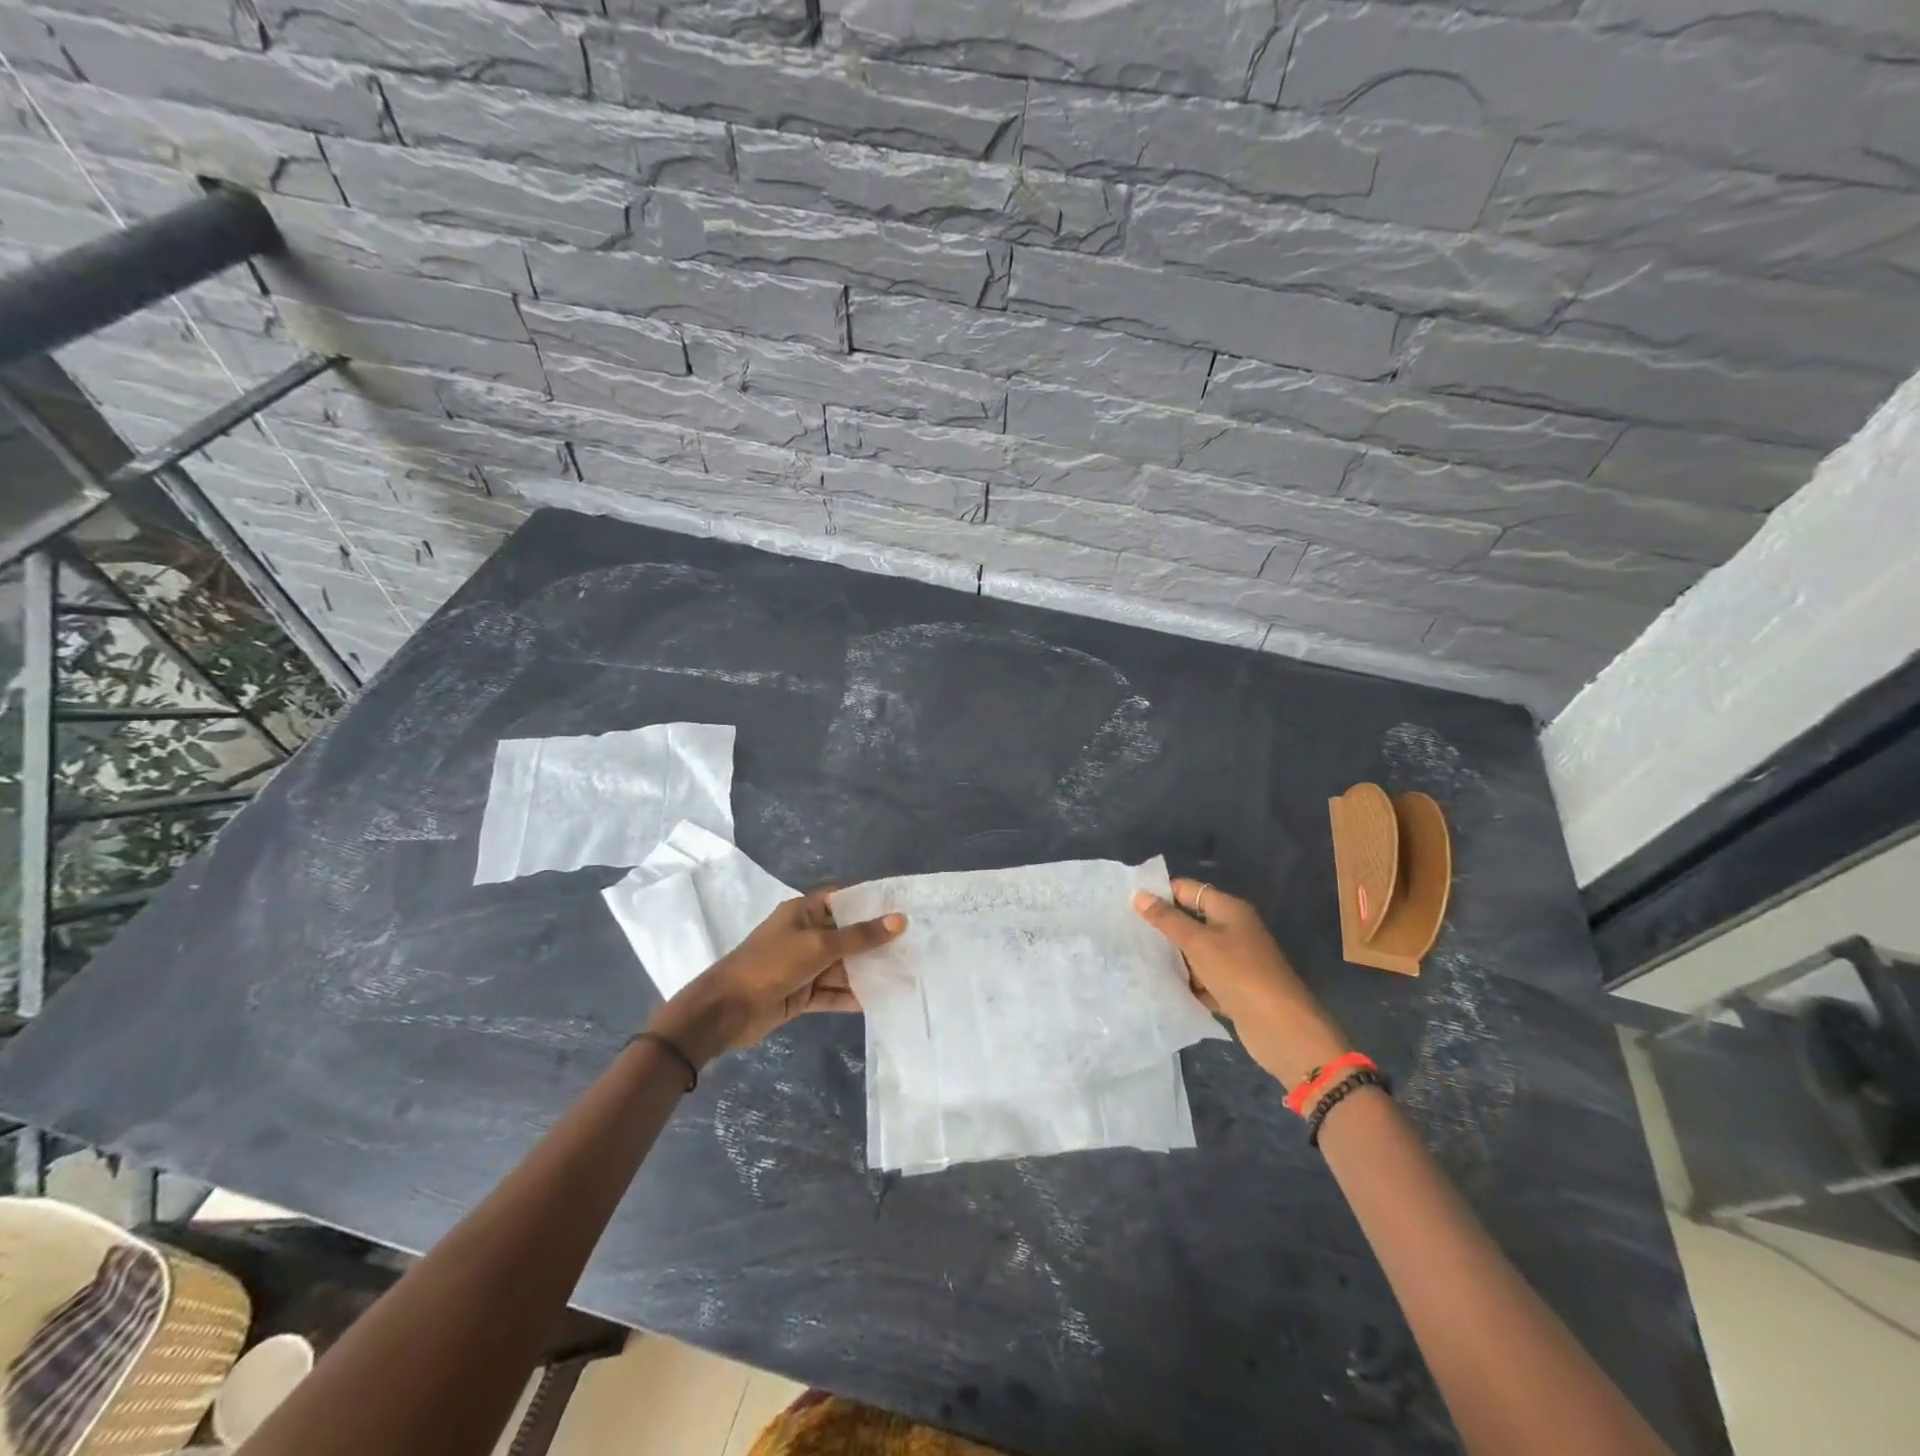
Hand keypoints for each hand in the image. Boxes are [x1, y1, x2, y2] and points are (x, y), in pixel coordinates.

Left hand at [649, 889, 905, 1065]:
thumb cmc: (771, 965)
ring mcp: (803, 966)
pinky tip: (881, 1000)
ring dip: (868, 971)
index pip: (843, 899)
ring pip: (843, 965)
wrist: (726, 1011)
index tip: (904, 906)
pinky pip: (833, 992)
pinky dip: (852, 996)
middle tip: (914, 944)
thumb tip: (899, 920)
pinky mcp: (801, 994)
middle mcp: (805, 934)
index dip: (871, 901)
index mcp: (804, 911)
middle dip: (876, 941)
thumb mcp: (819, 946)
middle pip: (847, 934)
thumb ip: (860, 936)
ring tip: (906, 974)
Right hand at [1134, 878, 1347, 1087]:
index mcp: (1229, 910)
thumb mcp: (1198, 942)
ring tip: (1135, 958)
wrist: (1282, 1028)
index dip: (1161, 893)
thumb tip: (1138, 894)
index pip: (1188, 890)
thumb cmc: (1239, 973)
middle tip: (1126, 931)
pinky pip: (1202, 979)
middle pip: (1191, 921)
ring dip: (1173, 957)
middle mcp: (1234, 930)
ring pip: (1195, 952)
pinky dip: (1187, 982)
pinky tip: (1161, 986)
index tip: (1128, 903)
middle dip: (1163, 927)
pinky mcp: (1234, 989)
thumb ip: (1167, 919)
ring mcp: (1235, 961)